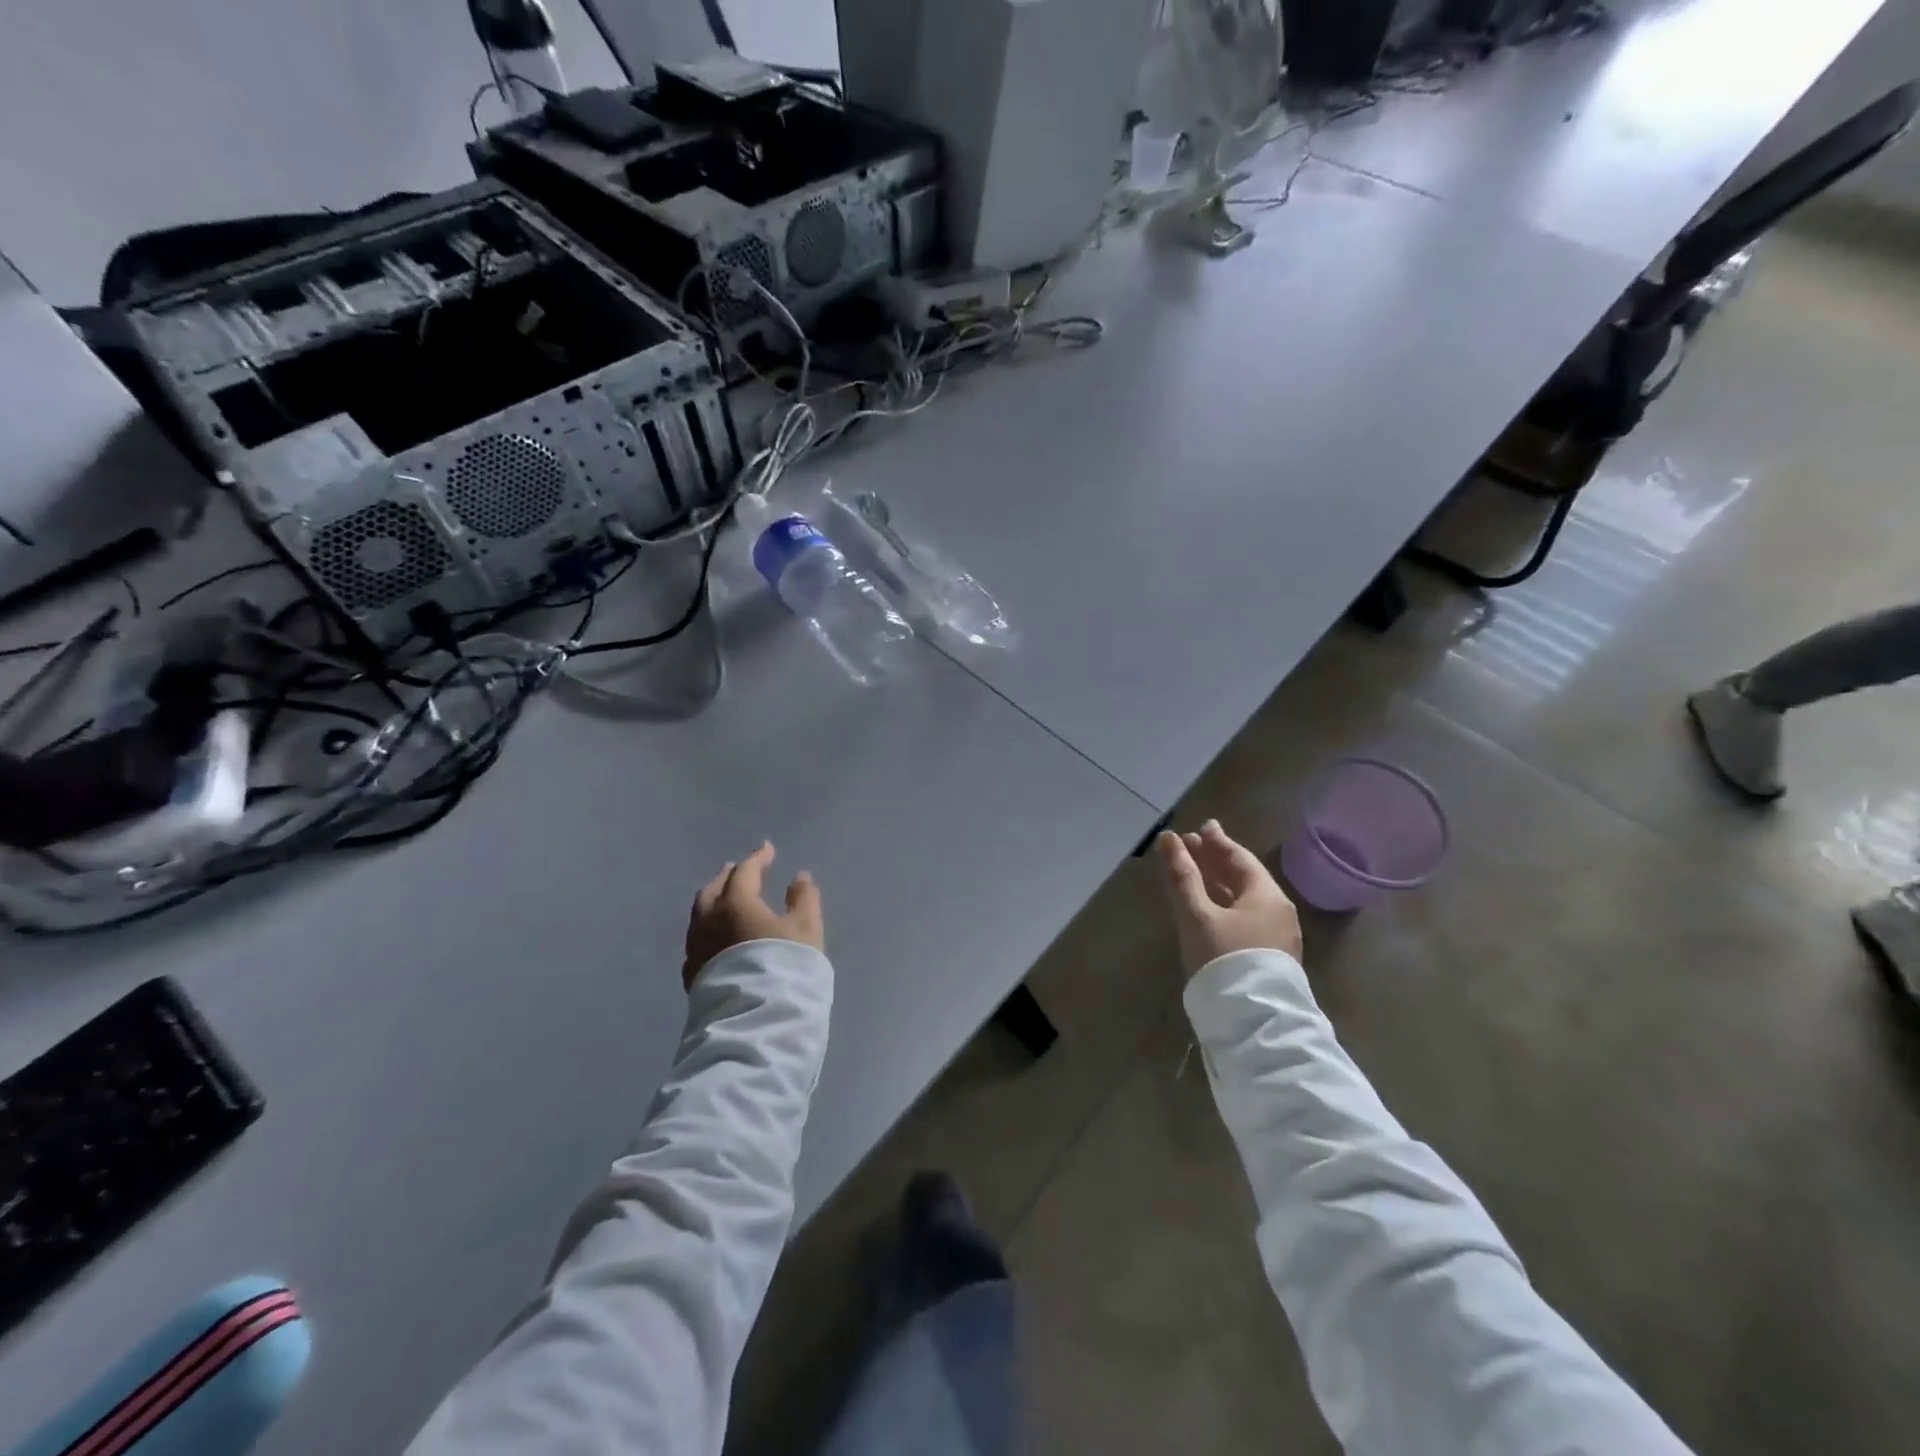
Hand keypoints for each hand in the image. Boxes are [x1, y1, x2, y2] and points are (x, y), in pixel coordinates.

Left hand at [684, 842, 824, 987]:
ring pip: (700, 915)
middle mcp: (709, 921)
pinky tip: (716, 937)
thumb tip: (798, 877)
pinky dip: (708, 928)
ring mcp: (696, 949)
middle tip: (738, 869)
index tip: (768, 849)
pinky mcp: (692, 975)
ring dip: (714, 900)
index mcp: (736, 903)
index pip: (745, 872)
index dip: (758, 858)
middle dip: (727, 876)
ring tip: (725, 899)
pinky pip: (698, 940)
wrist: (754, 1022)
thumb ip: (803, 899)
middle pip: (713, 889)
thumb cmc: (784, 966)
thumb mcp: (806, 929)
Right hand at [1157, 820, 1301, 977]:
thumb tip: (1169, 839)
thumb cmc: (1224, 958)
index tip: (1201, 828)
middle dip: (1215, 861)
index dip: (1217, 842)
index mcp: (1267, 895)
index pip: (1240, 859)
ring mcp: (1276, 936)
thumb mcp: (1197, 914)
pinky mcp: (1268, 957)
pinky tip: (1210, 907)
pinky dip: (1225, 903)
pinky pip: (1245, 917)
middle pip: (1243, 877)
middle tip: (1192, 845)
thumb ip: (1182, 876)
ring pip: (1244, 899)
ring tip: (1195, 872)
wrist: (1253, 1022)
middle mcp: (1277, 911)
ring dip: (1218, 883)